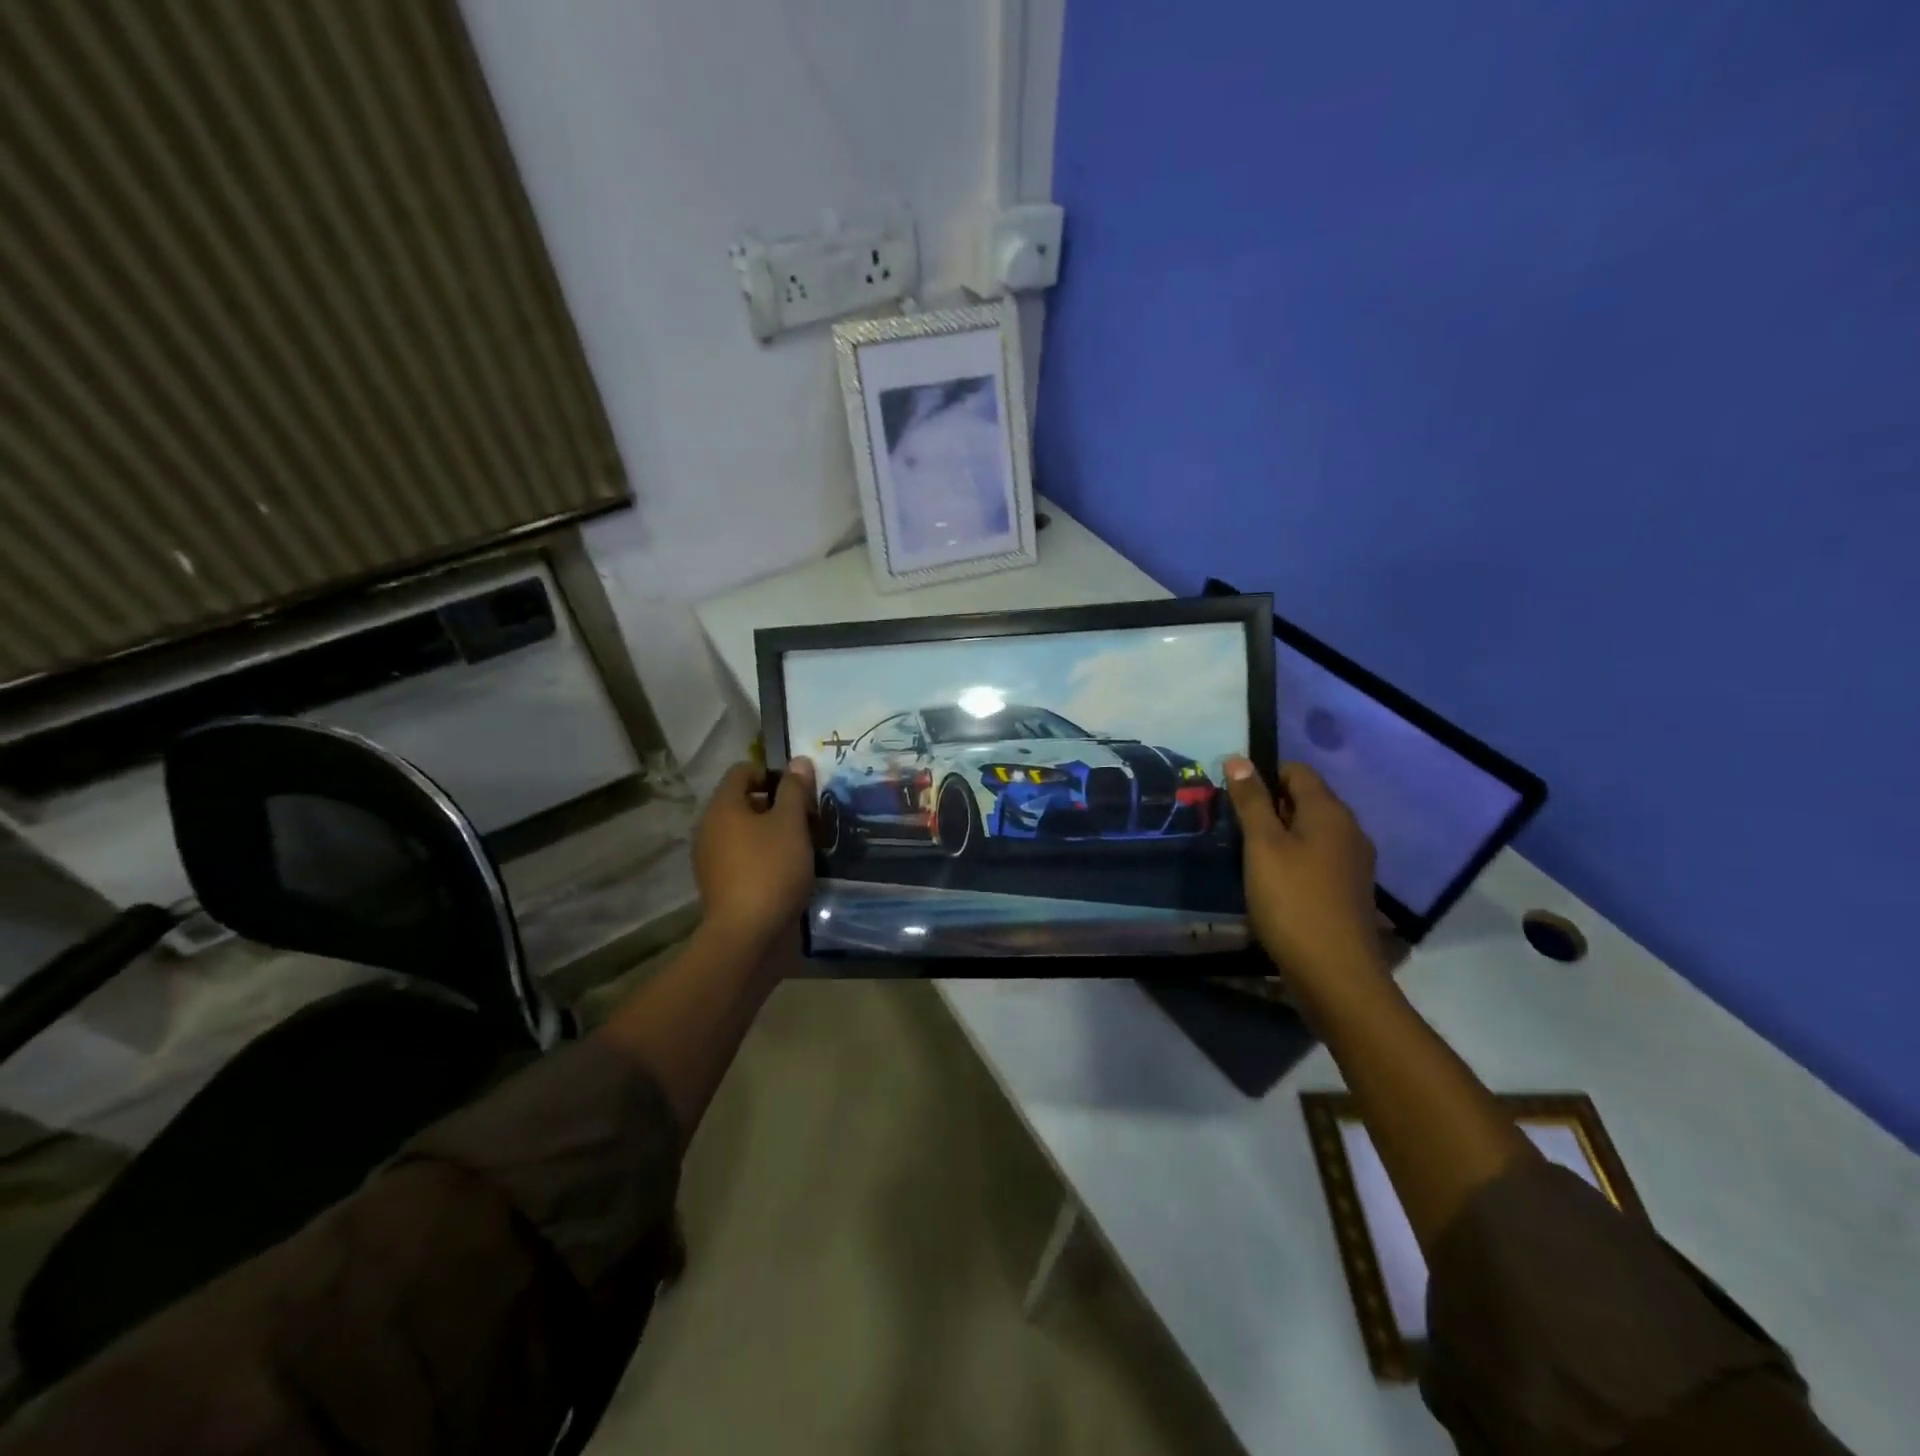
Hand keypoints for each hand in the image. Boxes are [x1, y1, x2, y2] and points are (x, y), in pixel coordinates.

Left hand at [692, 758, 816, 955]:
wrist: (748, 936)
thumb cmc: (771, 870)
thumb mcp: (791, 823)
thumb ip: (795, 790)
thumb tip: (798, 761)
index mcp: (722, 807)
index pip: (743, 771)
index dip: (773, 773)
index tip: (801, 792)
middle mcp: (710, 828)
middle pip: (745, 802)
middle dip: (778, 805)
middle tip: (809, 818)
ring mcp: (712, 859)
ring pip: (746, 832)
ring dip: (774, 833)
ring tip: (804, 845)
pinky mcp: (722, 885)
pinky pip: (745, 857)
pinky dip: (766, 856)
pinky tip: (790, 870)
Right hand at [1222, 759, 1384, 998]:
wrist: (1336, 973)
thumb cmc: (1292, 900)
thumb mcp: (1262, 846)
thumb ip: (1251, 800)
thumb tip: (1238, 758)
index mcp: (1329, 811)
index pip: (1297, 770)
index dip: (1263, 776)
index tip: (1234, 799)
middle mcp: (1349, 829)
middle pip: (1306, 799)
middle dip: (1270, 805)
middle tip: (1236, 828)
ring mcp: (1354, 861)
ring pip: (1312, 830)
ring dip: (1281, 834)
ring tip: (1250, 856)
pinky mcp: (1350, 889)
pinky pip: (1319, 856)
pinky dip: (1295, 858)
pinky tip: (1275, 882)